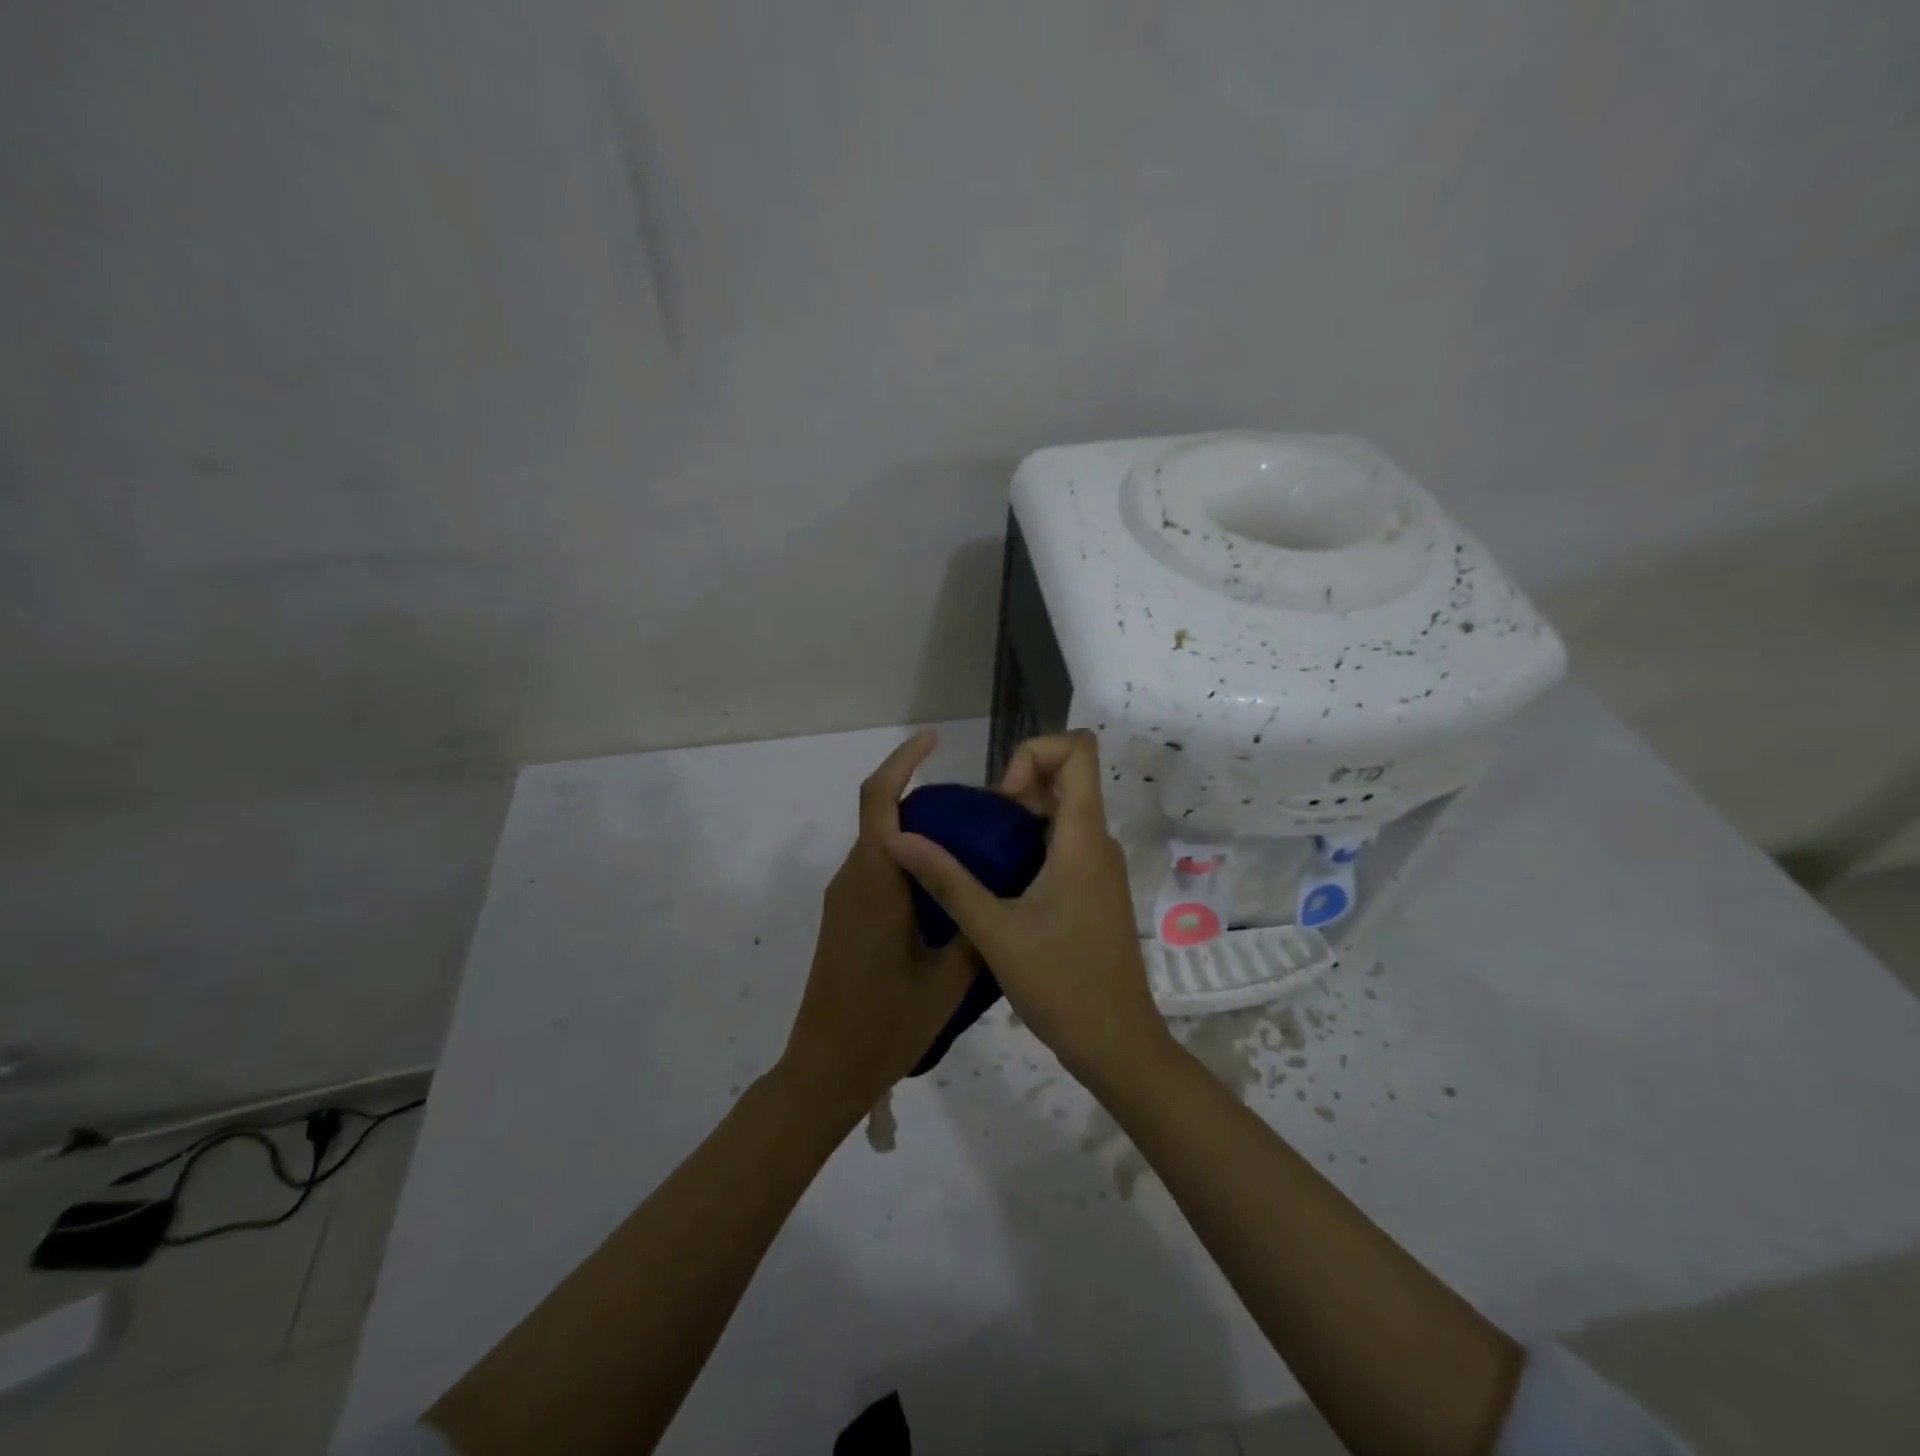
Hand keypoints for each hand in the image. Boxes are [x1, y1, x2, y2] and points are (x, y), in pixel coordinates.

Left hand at [776, 729, 976, 1124]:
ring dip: (915, 830)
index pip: (880, 800)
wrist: (826, 1069)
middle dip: (919, 793)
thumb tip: (1002, 892)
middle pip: (880, 815)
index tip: (934, 739)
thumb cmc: (887, 1022)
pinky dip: (907, 859)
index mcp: (875, 881)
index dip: (903, 761)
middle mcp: (853, 879)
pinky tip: (945, 883)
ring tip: (971, 839)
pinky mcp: (845, 919)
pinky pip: (876, 870)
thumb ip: (975, 927)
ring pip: (879, 844)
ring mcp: (845, 900)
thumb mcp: (948, 978)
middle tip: (976, 804)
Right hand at [884, 730, 1170, 1083]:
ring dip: (1019, 818)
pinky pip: (1063, 842)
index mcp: (1083, 837)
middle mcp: (1097, 840)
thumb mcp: (993, 930)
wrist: (1116, 1043)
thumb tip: (898, 837)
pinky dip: (1030, 843)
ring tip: (979, 857)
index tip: (1001, 799)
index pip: (1078, 749)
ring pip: (1062, 811)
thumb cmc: (1061, 984)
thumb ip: (946, 880)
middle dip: (1016, 786)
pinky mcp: (1094, 889)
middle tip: (978, 831)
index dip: (1034, 752)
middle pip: (1065, 776)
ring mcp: (1099, 866)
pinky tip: (998, 883)